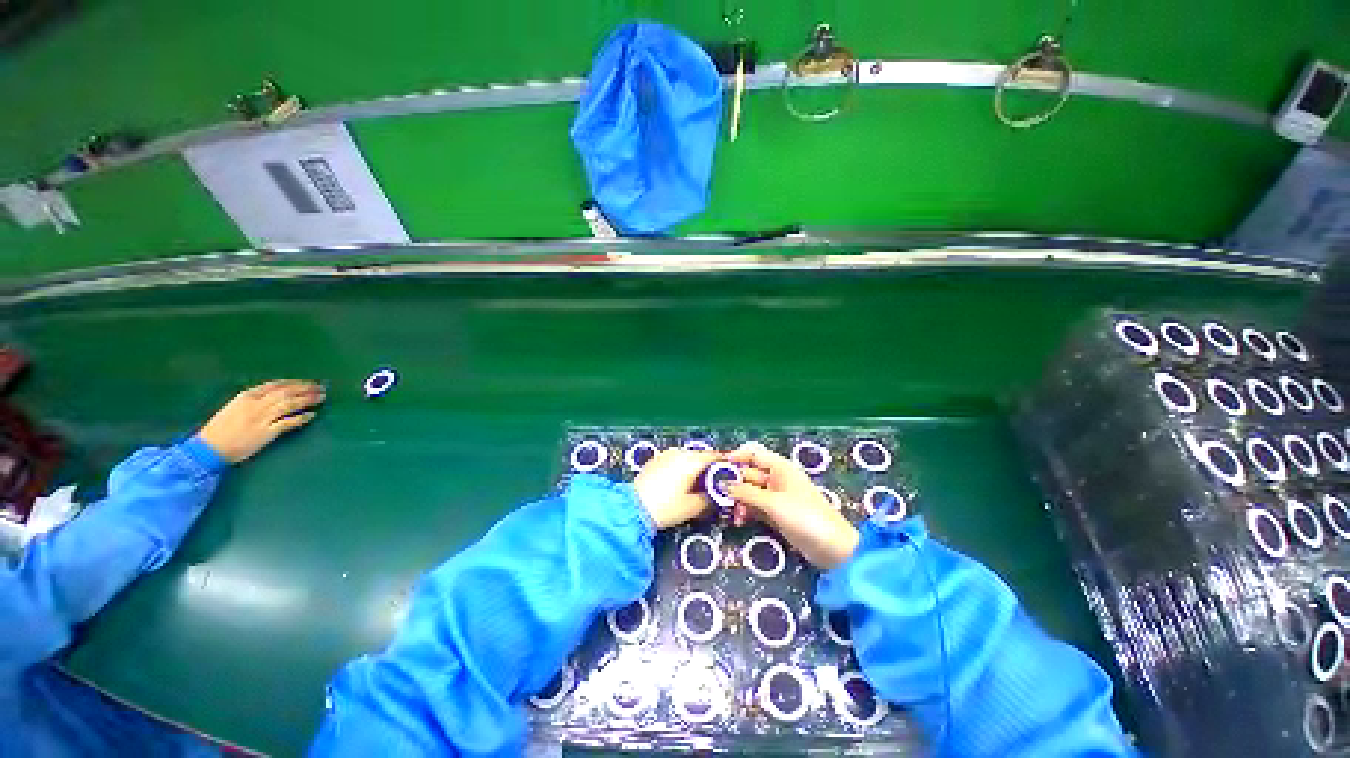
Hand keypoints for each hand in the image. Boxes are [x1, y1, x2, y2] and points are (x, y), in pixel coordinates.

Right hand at [197, 380, 325, 462]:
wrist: (209, 449)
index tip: (308, 382)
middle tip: (321, 388)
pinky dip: (302, 418)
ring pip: (290, 404)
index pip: (276, 385)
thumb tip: (276, 394)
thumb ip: (254, 399)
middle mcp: (255, 405)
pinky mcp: (266, 433)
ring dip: (308, 399)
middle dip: (306, 388)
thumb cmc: (221, 429)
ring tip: (321, 397)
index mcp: (246, 396)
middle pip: (286, 392)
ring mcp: (261, 419)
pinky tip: (312, 415)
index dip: (295, 382)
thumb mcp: (235, 407)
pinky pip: (289, 423)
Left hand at [633, 448, 718, 529]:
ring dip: (696, 468)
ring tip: (698, 486)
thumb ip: (710, 499)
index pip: (715, 456)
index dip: (725, 465)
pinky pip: (676, 460)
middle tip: (716, 484)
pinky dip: (683, 468)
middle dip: (710, 469)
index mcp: (691, 460)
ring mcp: (666, 455)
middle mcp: (679, 453)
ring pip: (688, 458)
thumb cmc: (664, 508)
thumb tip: (719, 496)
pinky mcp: (656, 460)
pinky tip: (682, 483)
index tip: (731, 474)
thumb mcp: (692, 507)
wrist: (632, 509)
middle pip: (701, 456)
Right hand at [726, 442, 859, 568]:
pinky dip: (746, 512)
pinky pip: (755, 507)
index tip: (718, 466)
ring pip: (750, 492)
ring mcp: (776, 497)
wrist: (832, 548)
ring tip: (733, 515)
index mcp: (779, 467)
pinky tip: (739, 520)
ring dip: (739, 501)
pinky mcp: (776, 514)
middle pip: (748, 474)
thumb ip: (746, 492)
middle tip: (719, 497)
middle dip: (734, 484)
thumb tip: (723, 484)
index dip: (736, 457)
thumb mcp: (772, 503)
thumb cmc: (804, 516)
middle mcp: (776, 479)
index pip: (753, 454)